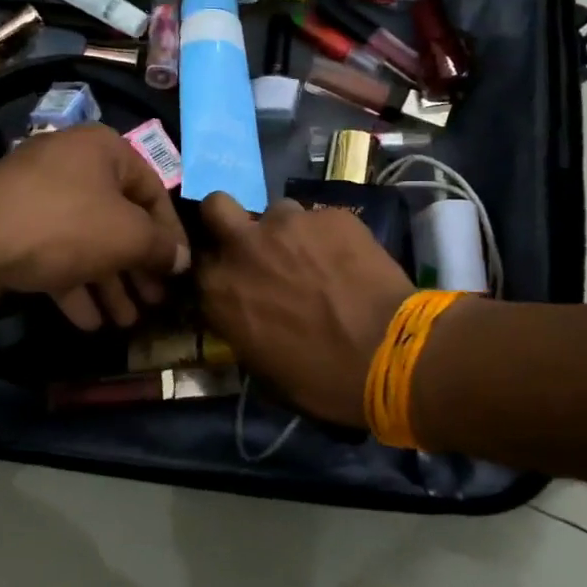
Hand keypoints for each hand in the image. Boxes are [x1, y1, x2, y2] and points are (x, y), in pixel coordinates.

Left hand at [0, 125, 190, 329]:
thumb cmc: (62, 227)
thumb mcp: (127, 235)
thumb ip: (161, 247)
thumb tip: (181, 259)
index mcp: (103, 151)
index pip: (153, 191)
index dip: (172, 234)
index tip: (182, 271)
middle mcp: (73, 168)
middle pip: (120, 220)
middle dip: (138, 266)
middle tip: (155, 302)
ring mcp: (41, 200)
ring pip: (88, 243)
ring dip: (110, 283)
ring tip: (127, 321)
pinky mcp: (16, 231)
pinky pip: (56, 257)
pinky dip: (75, 286)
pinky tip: (90, 322)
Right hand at [196, 193, 413, 426]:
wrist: (389, 355)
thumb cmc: (321, 379)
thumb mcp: (262, 366)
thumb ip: (240, 323)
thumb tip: (245, 311)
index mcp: (219, 289)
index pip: (196, 260)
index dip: (215, 264)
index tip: (230, 275)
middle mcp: (244, 246)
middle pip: (216, 206)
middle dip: (228, 219)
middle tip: (255, 243)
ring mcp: (288, 224)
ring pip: (277, 211)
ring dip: (287, 232)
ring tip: (315, 257)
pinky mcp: (331, 215)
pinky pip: (321, 219)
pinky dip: (329, 236)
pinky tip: (349, 260)